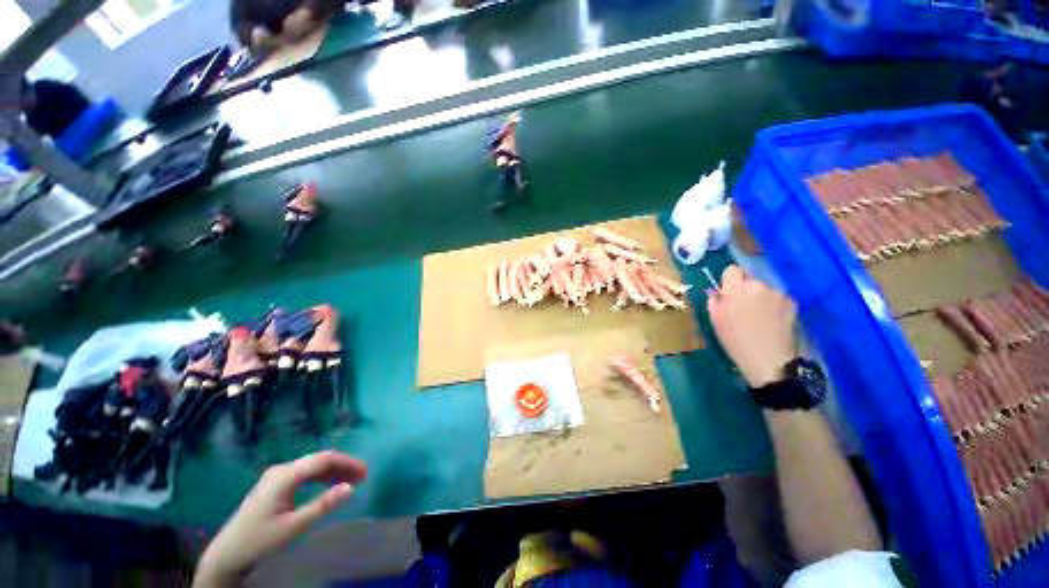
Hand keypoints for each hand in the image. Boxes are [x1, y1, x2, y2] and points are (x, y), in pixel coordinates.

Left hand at [195, 451, 367, 586]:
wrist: (227, 554)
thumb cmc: (260, 540)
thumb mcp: (293, 526)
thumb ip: (322, 505)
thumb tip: (351, 487)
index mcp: (286, 476)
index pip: (324, 459)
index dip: (347, 462)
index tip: (365, 472)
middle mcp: (282, 469)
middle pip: (319, 459)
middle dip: (343, 465)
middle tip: (362, 477)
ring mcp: (277, 475)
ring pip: (313, 465)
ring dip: (334, 471)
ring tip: (351, 481)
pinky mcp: (275, 483)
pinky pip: (305, 473)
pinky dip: (322, 476)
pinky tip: (330, 485)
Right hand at [707, 265, 796, 387]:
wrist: (769, 360)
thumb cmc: (735, 340)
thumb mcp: (716, 320)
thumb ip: (714, 301)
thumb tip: (717, 292)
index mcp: (736, 289)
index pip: (732, 269)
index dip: (730, 280)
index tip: (728, 293)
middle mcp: (758, 285)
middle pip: (750, 280)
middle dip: (745, 290)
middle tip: (742, 309)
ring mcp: (777, 293)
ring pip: (764, 289)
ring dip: (760, 298)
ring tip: (759, 318)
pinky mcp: (792, 303)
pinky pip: (778, 298)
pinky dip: (774, 306)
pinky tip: (772, 321)